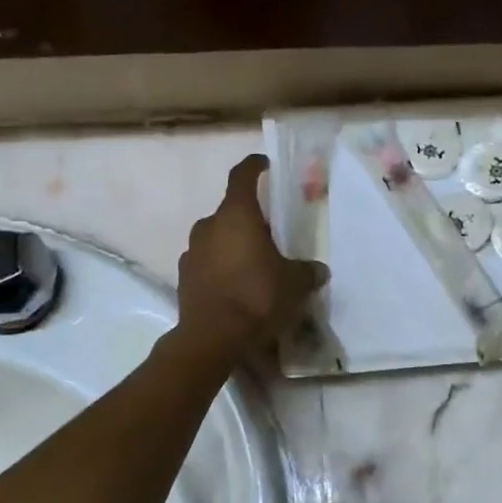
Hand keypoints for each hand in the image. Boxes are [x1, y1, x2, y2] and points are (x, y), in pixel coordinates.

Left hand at [175, 154, 327, 360]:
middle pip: (231, 212)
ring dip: (233, 246)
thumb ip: (307, 272)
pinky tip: (236, 289)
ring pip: (217, 239)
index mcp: (236, 215)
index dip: (254, 166)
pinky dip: (221, 269)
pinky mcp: (183, 278)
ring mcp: (191, 252)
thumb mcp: (294, 285)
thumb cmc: (257, 297)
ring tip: (254, 267)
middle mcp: (208, 226)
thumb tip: (318, 270)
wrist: (212, 338)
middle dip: (250, 221)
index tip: (264, 164)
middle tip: (271, 236)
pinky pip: (207, 264)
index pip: (243, 176)